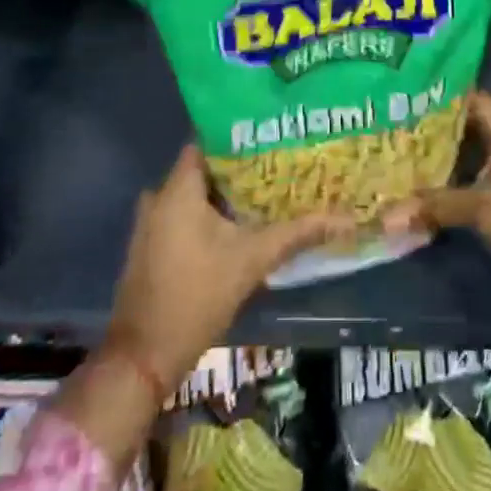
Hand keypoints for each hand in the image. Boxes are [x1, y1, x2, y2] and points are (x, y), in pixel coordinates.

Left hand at [108, 144, 354, 393]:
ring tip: (272, 189)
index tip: (275, 134)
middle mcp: (160, 197)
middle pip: (206, 168)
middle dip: (243, 167)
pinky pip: (187, 215)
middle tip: (283, 163)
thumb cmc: (197, 297)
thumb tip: (345, 218)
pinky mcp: (154, 245)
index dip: (242, 135)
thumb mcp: (252, 260)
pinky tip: (245, 222)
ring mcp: (153, 223)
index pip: (209, 141)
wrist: (145, 356)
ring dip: (230, 194)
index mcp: (178, 189)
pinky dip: (213, 214)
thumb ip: (297, 234)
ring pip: (197, 194)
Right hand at [382, 90, 490, 306]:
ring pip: (480, 150)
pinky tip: (437, 180)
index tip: (417, 97)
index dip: (450, 97)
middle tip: (406, 126)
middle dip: (443, 126)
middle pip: (477, 124)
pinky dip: (463, 171)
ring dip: (452, 151)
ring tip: (413, 149)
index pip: (480, 102)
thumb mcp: (481, 213)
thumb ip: (437, 205)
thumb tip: (390, 212)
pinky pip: (485, 170)